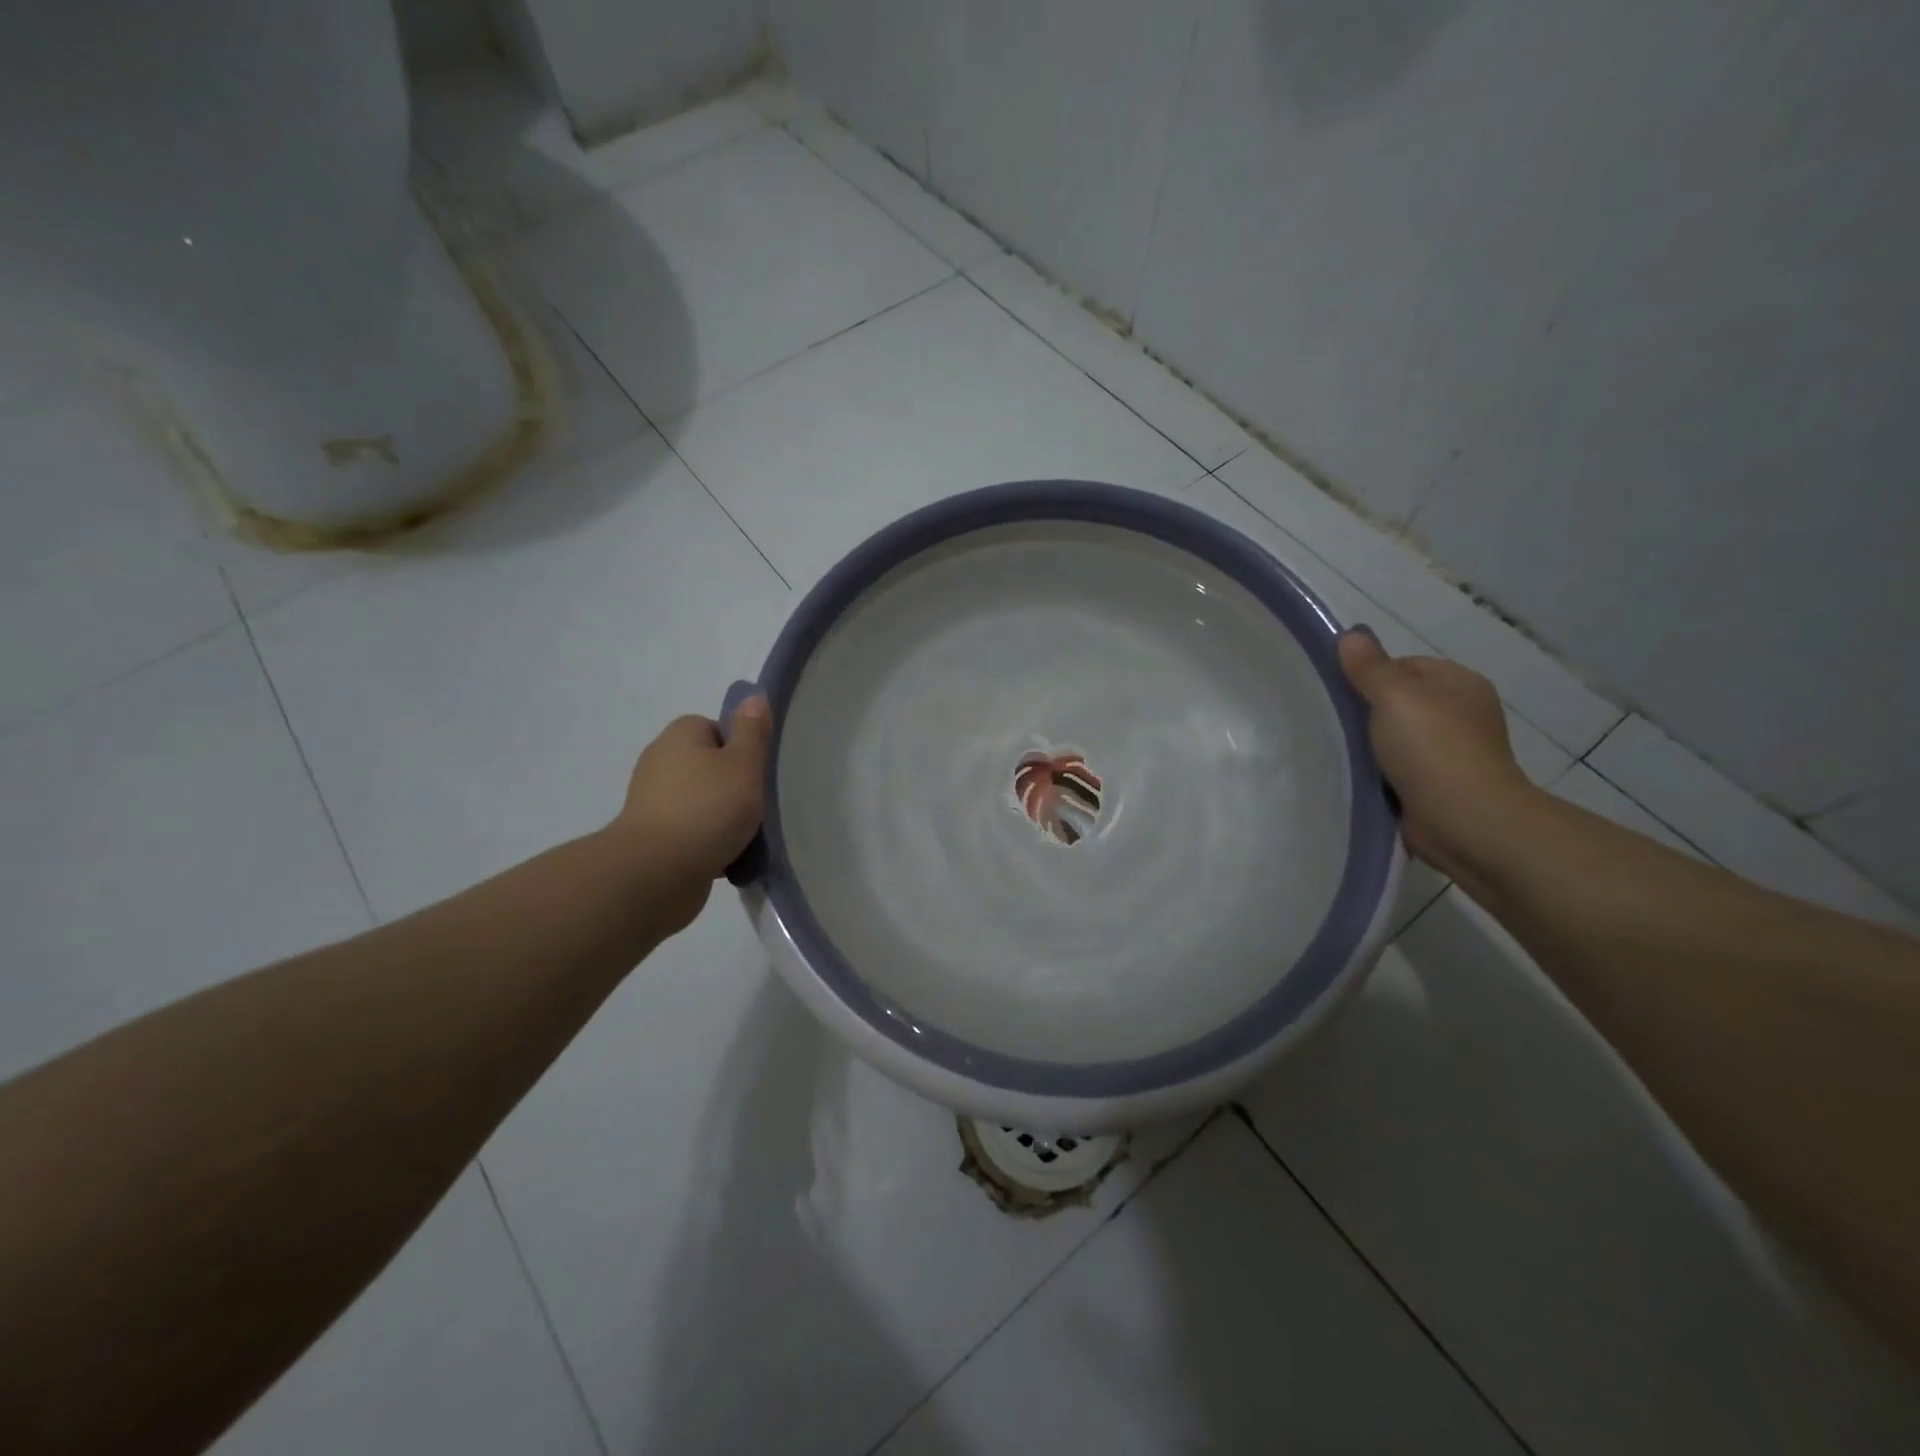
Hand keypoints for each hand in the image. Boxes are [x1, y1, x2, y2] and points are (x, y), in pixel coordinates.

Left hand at [607, 696, 771, 932]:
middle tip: (757, 805)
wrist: (656, 873)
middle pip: (710, 766)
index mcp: (679, 736)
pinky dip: (709, 842)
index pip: (716, 729)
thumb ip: (752, 732)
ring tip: (747, 836)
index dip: (740, 748)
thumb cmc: (707, 809)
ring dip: (724, 818)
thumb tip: (754, 696)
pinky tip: (728, 857)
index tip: (755, 772)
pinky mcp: (652, 838)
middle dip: (734, 786)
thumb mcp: (743, 764)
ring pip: (702, 802)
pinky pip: (692, 832)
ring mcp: (652, 802)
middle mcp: (660, 763)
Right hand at [1337, 628, 1532, 873]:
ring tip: (1346, 753)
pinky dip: (1382, 773)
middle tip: (1340, 724)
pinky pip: (1401, 769)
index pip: (1406, 665)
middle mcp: (1462, 714)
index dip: (1373, 675)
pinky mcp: (1440, 786)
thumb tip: (1351, 634)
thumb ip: (1370, 667)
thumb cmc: (1433, 748)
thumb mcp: (1394, 696)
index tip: (1347, 695)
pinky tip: (1364, 779)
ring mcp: (1453, 752)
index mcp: (1461, 684)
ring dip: (1373, 746)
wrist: (1465, 820)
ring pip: (1399, 737)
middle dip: (1370, 712)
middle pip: (1401, 702)